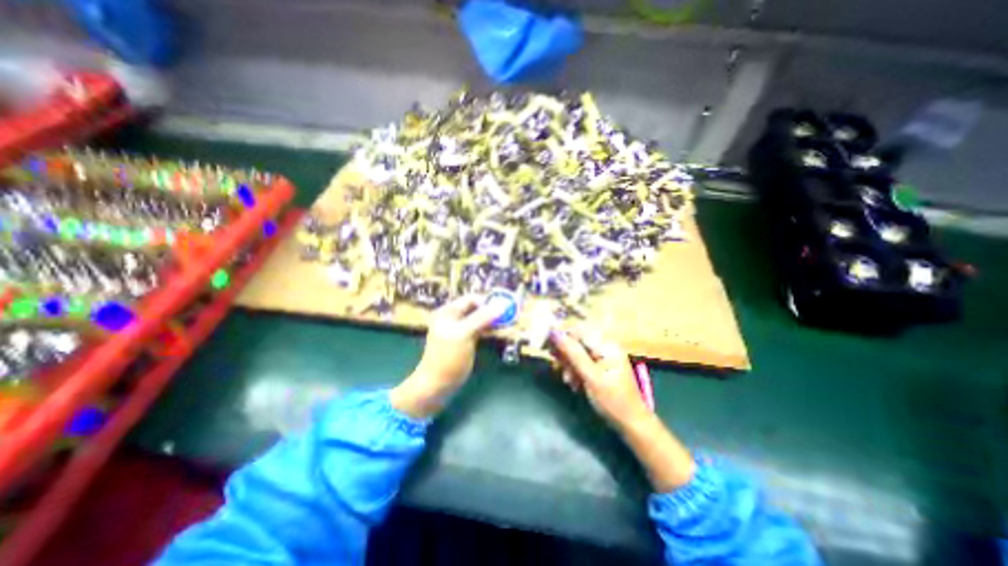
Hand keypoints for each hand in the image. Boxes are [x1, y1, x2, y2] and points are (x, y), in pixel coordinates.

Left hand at [392, 297, 503, 419]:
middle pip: (476, 308)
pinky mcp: (465, 340)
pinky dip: (489, 328)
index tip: (505, 308)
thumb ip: (482, 318)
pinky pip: (479, 329)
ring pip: (480, 319)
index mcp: (448, 312)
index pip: (471, 299)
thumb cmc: (448, 358)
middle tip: (510, 315)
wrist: (437, 385)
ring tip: (508, 322)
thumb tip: (502, 304)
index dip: (487, 302)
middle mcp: (453, 318)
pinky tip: (500, 330)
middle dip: (492, 310)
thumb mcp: (464, 334)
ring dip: (493, 319)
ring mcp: (459, 330)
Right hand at [548, 325, 648, 431]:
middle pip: (577, 341)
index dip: (561, 335)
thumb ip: (573, 353)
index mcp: (606, 345)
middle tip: (558, 367)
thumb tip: (554, 333)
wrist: (631, 425)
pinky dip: (575, 371)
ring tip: (568, 380)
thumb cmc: (613, 401)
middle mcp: (604, 347)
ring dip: (569, 365)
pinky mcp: (599, 367)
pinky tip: (573, 383)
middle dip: (565, 354)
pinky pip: (581, 362)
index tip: (546, 344)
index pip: (578, 330)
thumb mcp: (591, 377)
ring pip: (577, 353)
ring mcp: (602, 357)